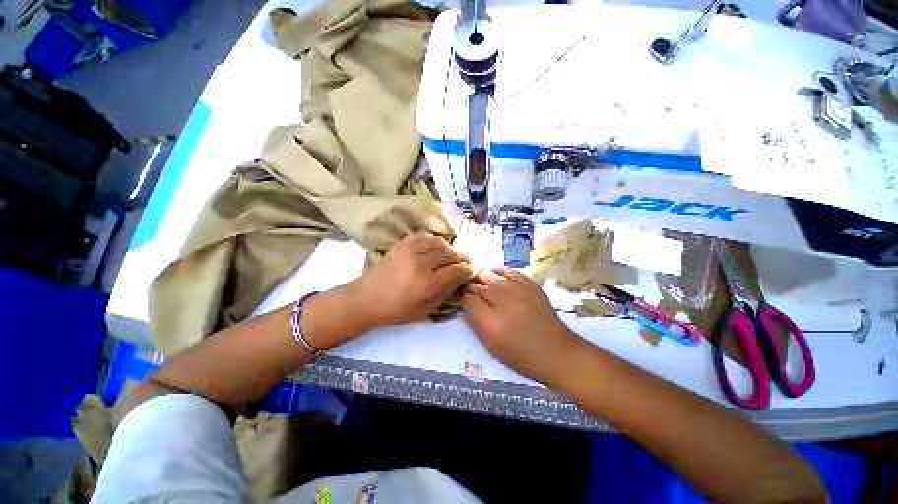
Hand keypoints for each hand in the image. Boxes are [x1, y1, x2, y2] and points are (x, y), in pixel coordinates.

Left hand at [355, 232, 471, 326]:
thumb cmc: (397, 309)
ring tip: (449, 253)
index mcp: (428, 283)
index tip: (470, 269)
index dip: (466, 269)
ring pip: (437, 242)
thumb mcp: (425, 311)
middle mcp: (422, 263)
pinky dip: (431, 239)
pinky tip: (434, 245)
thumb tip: (458, 281)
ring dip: (448, 247)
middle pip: (449, 254)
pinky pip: (422, 236)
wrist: (367, 298)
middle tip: (465, 260)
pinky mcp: (401, 245)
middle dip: (460, 257)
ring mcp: (410, 251)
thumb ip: (444, 295)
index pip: (456, 271)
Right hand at [463, 267, 581, 385]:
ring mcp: (518, 292)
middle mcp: (503, 303)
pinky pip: (511, 272)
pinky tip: (493, 268)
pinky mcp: (530, 286)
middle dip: (471, 288)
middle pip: (479, 288)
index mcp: (491, 323)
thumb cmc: (521, 356)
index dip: (463, 298)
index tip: (462, 299)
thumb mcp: (491, 346)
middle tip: (468, 289)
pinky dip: (500, 269)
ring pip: (492, 279)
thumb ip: (475, 323)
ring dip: (482, 279)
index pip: (468, 301)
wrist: (556, 353)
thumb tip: (467, 305)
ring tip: (477, 280)